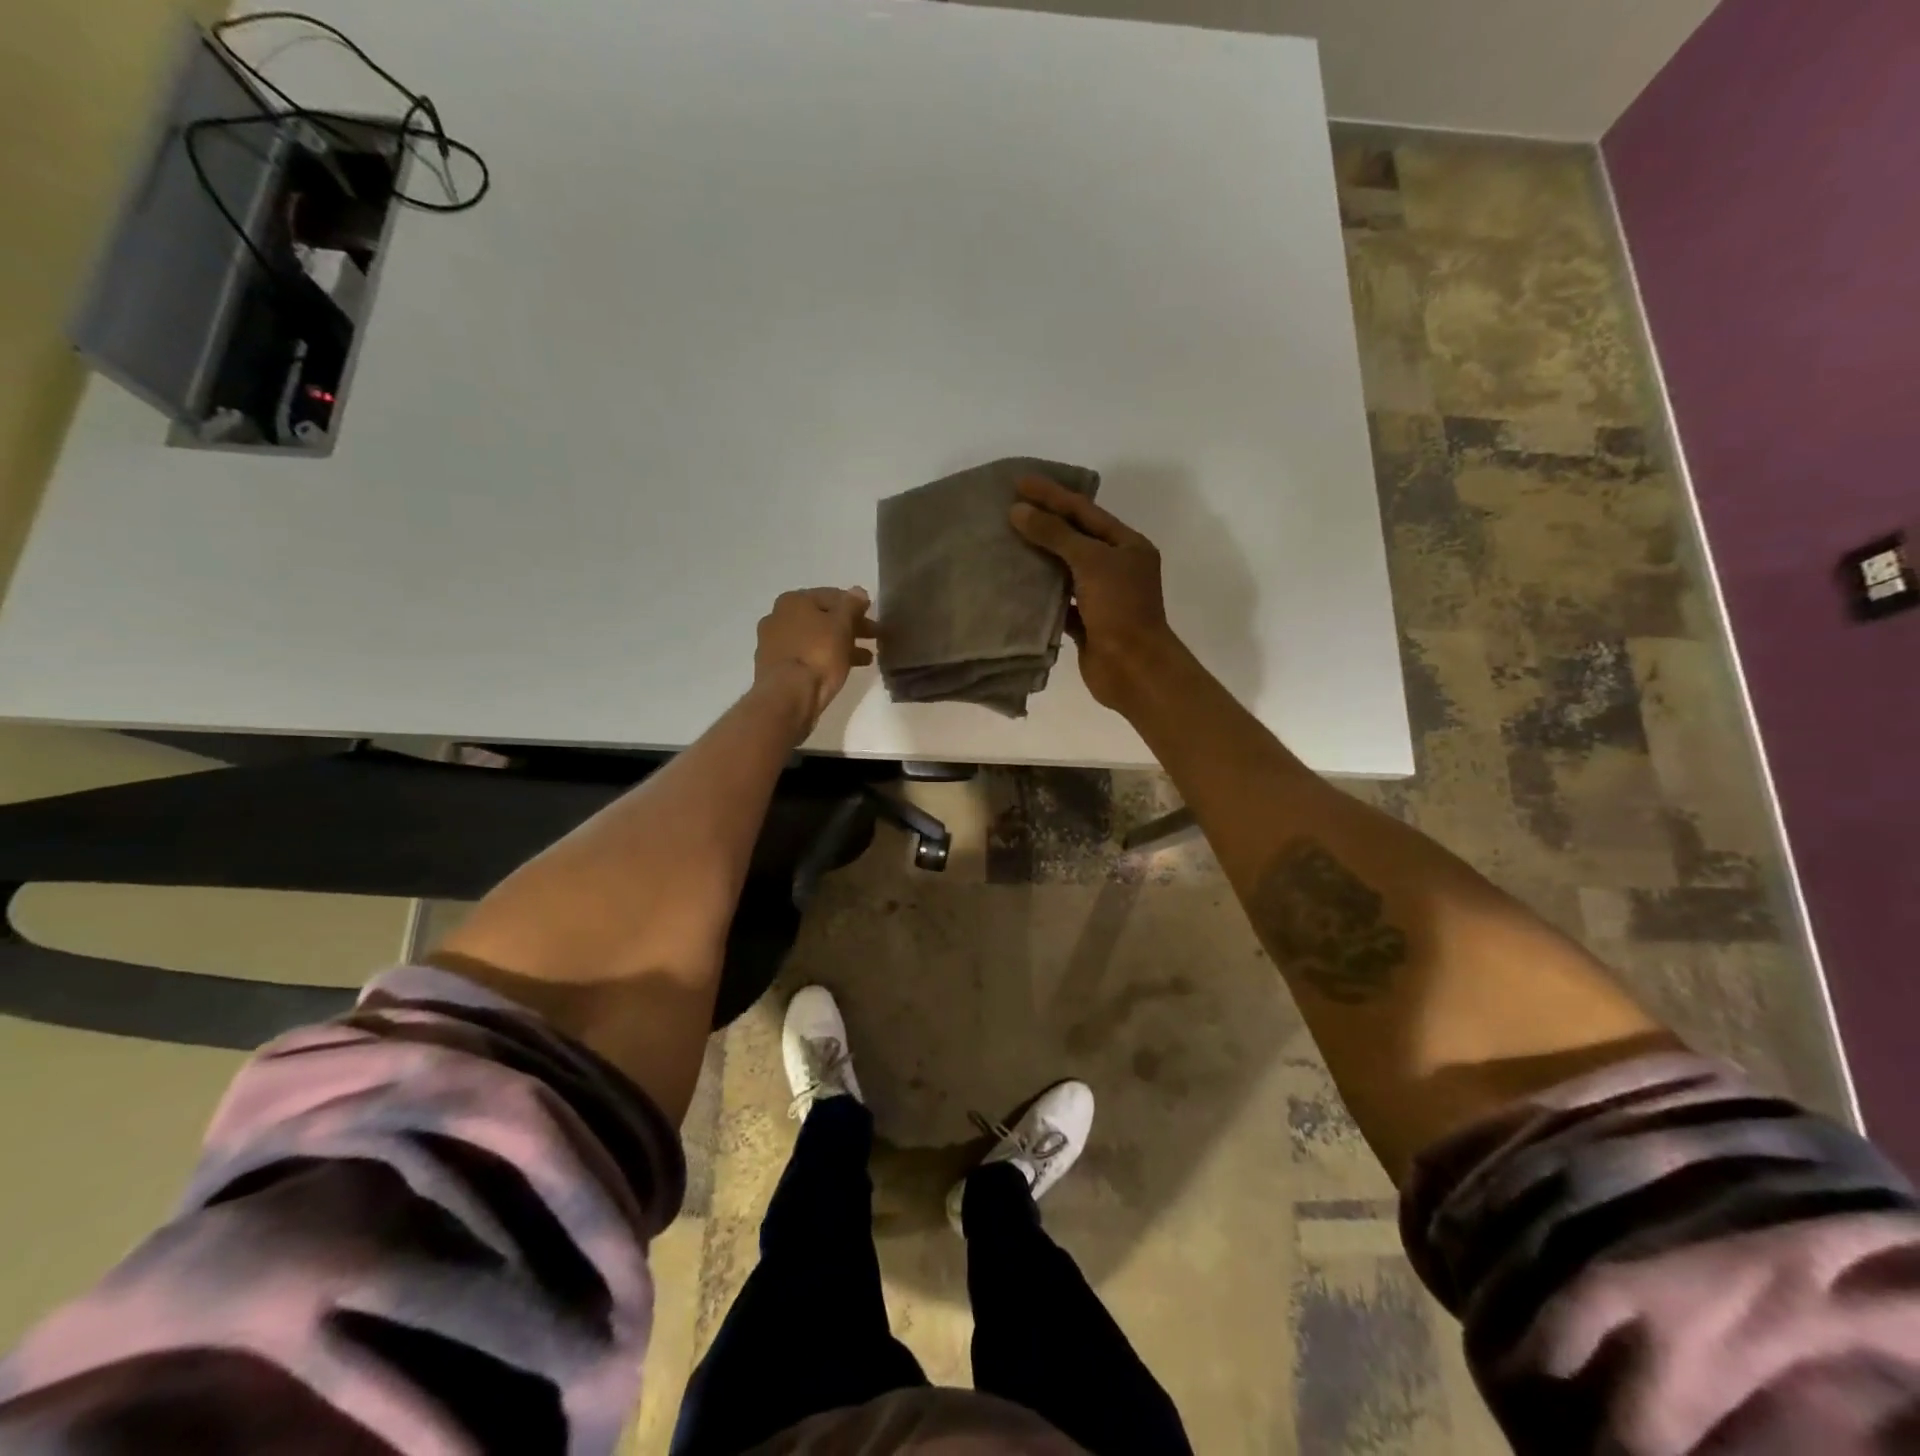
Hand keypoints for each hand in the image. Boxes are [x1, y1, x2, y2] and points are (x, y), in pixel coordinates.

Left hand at [755, 587, 877, 734]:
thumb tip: (857, 591)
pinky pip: (806, 657)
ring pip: (815, 639)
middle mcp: (778, 617)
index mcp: (793, 600)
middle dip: (850, 627)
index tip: (873, 618)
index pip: (831, 596)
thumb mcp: (842, 625)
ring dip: (841, 645)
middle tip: (874, 638)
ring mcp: (773, 644)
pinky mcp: (774, 668)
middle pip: (822, 618)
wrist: (788, 696)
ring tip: (865, 658)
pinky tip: (842, 670)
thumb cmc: (818, 654)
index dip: (855, 606)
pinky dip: (824, 659)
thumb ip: (851, 605)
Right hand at [1010, 477, 1176, 709]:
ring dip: (1039, 557)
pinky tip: (1015, 583)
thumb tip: (1019, 510)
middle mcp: (1116, 567)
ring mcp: (1101, 597)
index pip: (1085, 511)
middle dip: (1044, 522)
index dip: (1053, 495)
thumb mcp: (1090, 562)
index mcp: (1127, 545)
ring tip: (1006, 541)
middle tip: (1008, 507)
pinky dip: (1039, 592)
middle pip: (1075, 537)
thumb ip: (1055, 534)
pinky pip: (1058, 600)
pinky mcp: (1085, 623)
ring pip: (1065, 569)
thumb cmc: (1120, 609)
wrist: (1133, 668)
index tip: (1020, 482)